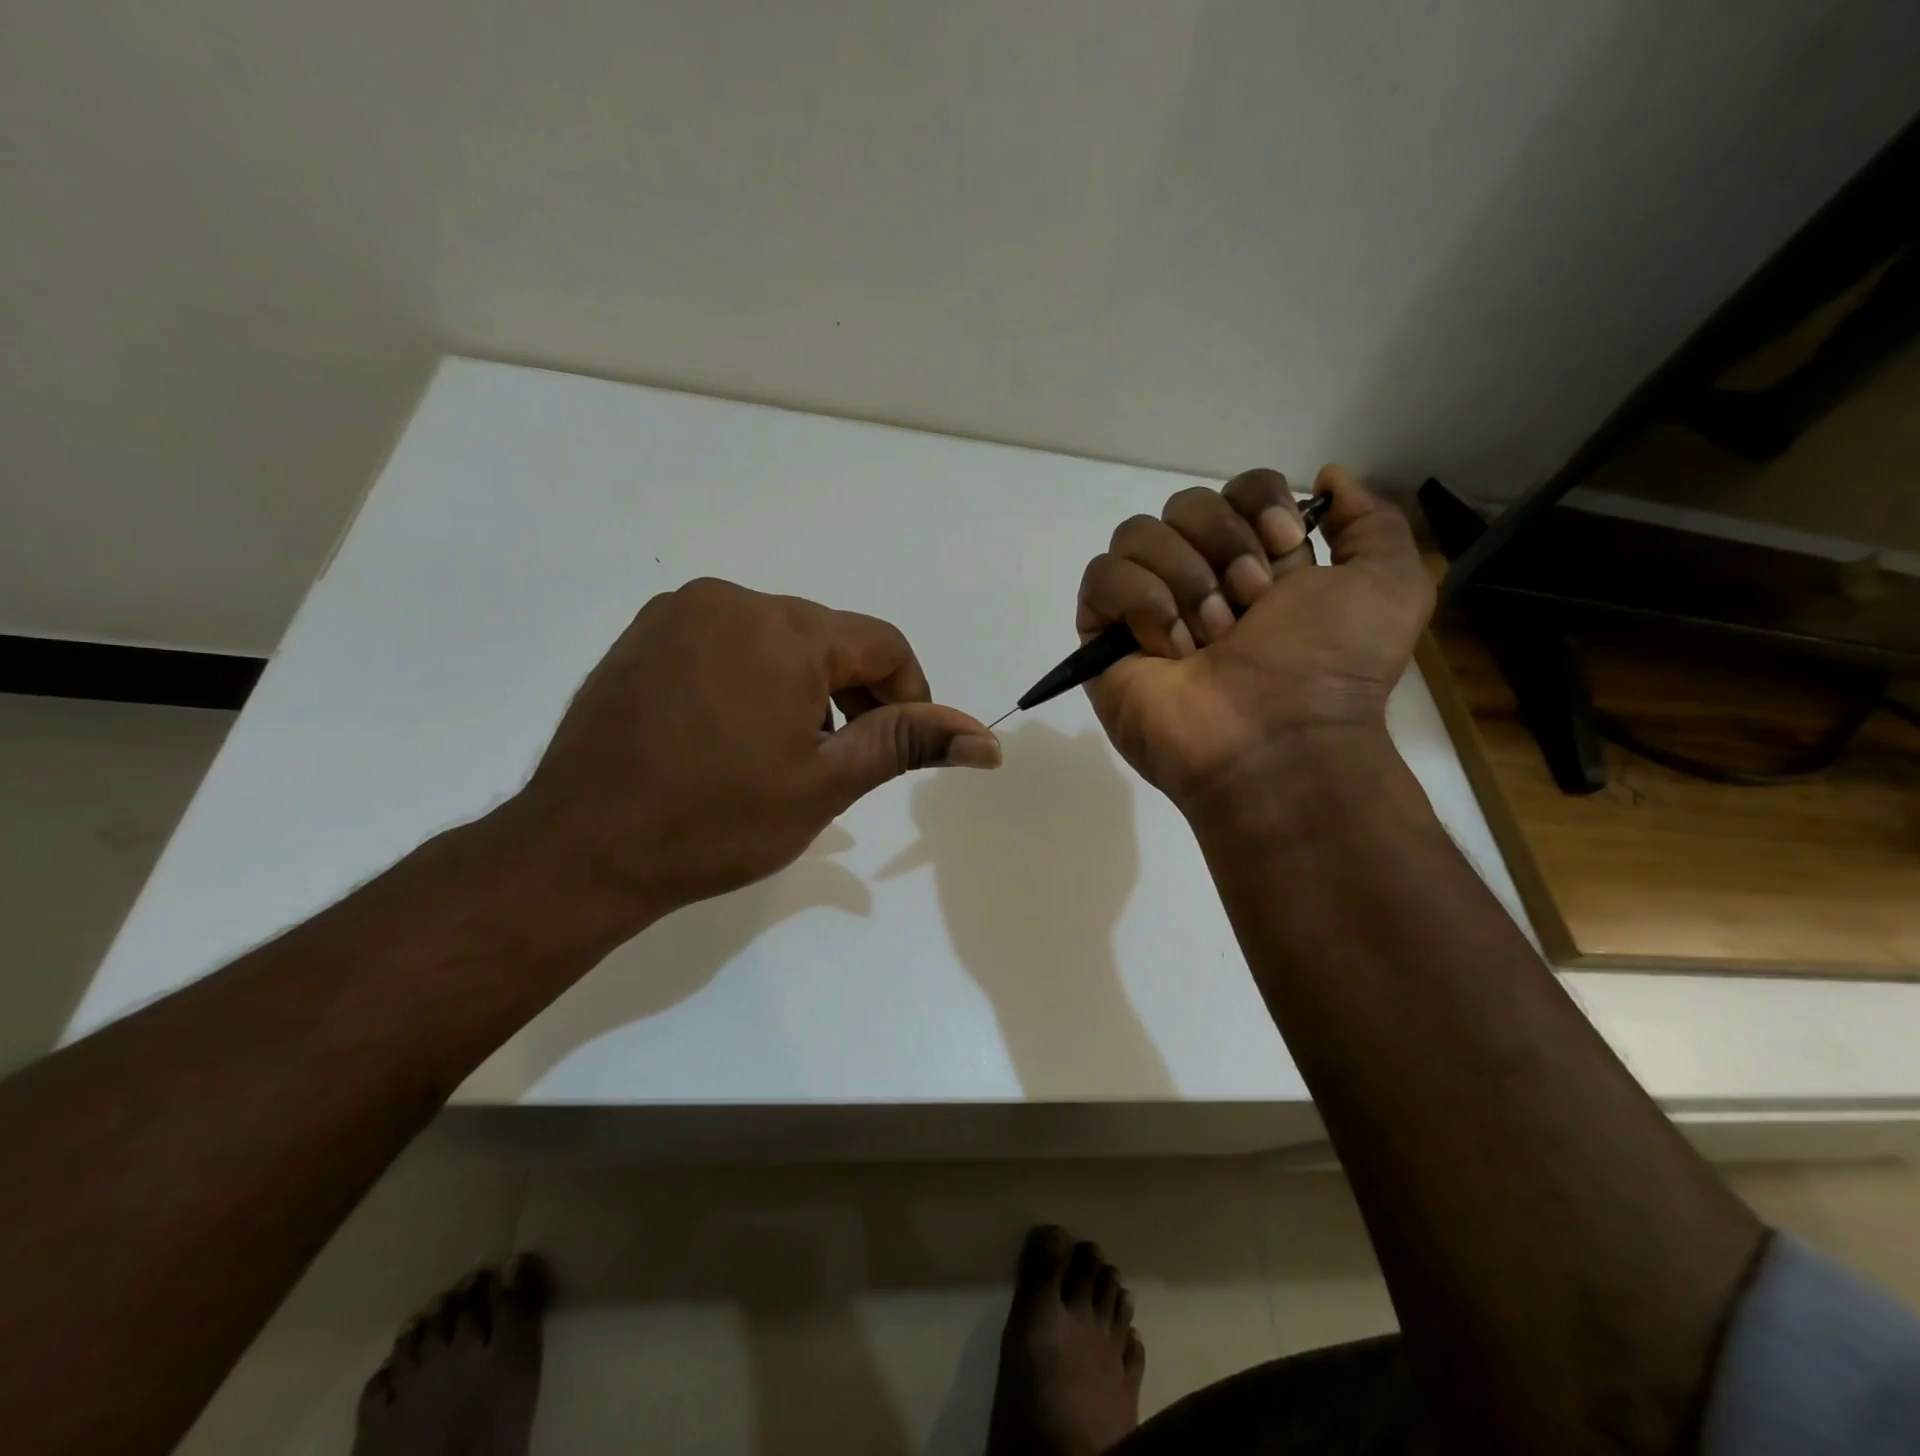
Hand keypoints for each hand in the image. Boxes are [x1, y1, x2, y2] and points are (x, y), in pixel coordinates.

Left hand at [505, 578, 998, 929]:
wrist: (581, 849)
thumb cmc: (716, 821)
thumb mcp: (826, 782)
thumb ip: (909, 744)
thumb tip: (988, 741)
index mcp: (783, 628)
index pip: (883, 644)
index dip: (909, 695)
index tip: (899, 746)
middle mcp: (730, 599)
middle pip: (828, 638)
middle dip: (853, 694)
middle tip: (840, 760)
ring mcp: (677, 613)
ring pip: (777, 639)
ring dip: (802, 687)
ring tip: (784, 752)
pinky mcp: (642, 636)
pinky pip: (725, 642)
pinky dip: (751, 678)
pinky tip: (733, 734)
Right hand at [1076, 466, 1432, 815]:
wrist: (1278, 740)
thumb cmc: (1332, 666)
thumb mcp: (1391, 583)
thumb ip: (1372, 519)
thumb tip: (1330, 477)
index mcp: (1258, 563)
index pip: (1236, 489)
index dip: (1257, 502)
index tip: (1284, 544)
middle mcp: (1200, 579)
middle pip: (1184, 504)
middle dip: (1223, 546)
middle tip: (1249, 607)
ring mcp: (1146, 609)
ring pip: (1137, 534)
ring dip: (1185, 579)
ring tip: (1210, 638)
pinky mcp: (1104, 637)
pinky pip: (1102, 577)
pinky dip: (1140, 603)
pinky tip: (1170, 648)